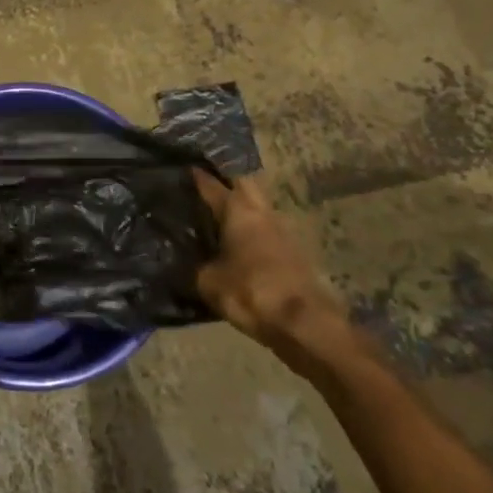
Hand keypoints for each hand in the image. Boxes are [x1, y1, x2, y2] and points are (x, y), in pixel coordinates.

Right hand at [195, 171, 347, 374]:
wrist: (304, 324)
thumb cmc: (250, 292)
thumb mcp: (209, 282)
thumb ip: (197, 266)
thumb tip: (190, 262)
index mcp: (238, 211)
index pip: (213, 186)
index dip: (199, 177)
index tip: (188, 169)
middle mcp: (262, 213)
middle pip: (245, 184)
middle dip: (228, 182)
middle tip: (208, 187)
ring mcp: (283, 232)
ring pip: (260, 208)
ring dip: (244, 209)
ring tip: (221, 218)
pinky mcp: (295, 253)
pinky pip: (268, 231)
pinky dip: (254, 232)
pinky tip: (240, 246)